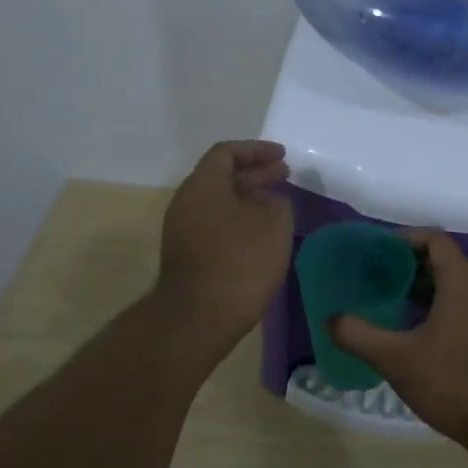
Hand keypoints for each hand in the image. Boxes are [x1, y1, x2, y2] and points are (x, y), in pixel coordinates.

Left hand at [154, 140, 293, 359]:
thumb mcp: (274, 223)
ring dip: (248, 199)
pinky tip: (260, 235)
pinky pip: (215, 225)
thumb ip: (277, 202)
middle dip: (255, 174)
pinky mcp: (187, 256)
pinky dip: (239, 220)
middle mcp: (186, 201)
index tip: (283, 156)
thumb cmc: (239, 261)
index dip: (256, 150)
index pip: (227, 152)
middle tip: (285, 176)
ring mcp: (182, 230)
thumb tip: (268, 203)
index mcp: (203, 184)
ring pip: (219, 203)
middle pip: (221, 177)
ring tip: (277, 206)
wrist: (199, 316)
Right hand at [330, 229, 467, 461]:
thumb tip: (330, 319)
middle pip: (441, 261)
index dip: (403, 238)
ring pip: (450, 288)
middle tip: (371, 278)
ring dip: (418, 290)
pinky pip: (459, 310)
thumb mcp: (397, 359)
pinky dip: (433, 311)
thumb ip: (359, 335)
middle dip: (405, 265)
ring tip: (385, 303)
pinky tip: (410, 335)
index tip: (373, 251)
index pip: (434, 239)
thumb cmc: (454, 383)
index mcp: (461, 283)